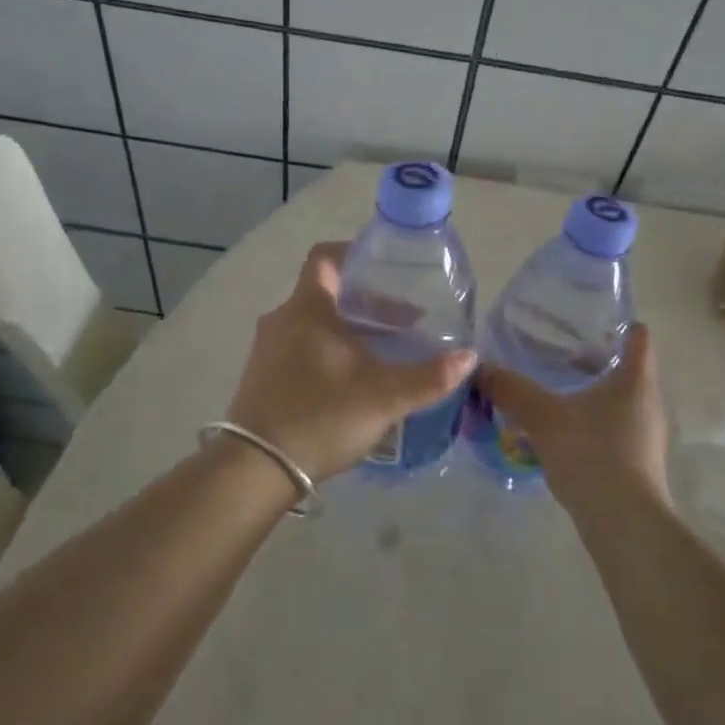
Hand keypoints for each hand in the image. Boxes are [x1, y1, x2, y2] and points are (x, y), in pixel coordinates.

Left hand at [224, 242, 477, 484]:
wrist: (255, 470)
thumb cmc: (321, 416)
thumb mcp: (384, 397)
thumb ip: (429, 376)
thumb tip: (470, 357)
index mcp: (307, 308)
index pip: (325, 257)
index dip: (355, 254)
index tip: (386, 268)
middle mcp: (282, 319)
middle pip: (327, 293)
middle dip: (367, 303)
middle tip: (403, 321)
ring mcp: (267, 349)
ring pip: (314, 323)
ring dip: (349, 330)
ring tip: (383, 352)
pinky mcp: (262, 377)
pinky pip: (300, 347)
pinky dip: (329, 351)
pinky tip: (352, 381)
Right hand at [478, 323, 670, 511]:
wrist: (625, 525)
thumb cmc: (592, 455)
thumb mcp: (543, 417)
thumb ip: (511, 390)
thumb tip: (479, 368)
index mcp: (636, 380)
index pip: (638, 336)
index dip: (617, 322)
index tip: (588, 318)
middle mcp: (647, 403)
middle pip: (625, 368)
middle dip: (591, 358)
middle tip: (554, 351)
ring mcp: (645, 436)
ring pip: (616, 401)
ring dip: (588, 394)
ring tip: (551, 392)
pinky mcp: (637, 464)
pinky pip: (611, 430)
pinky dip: (588, 423)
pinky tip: (559, 434)